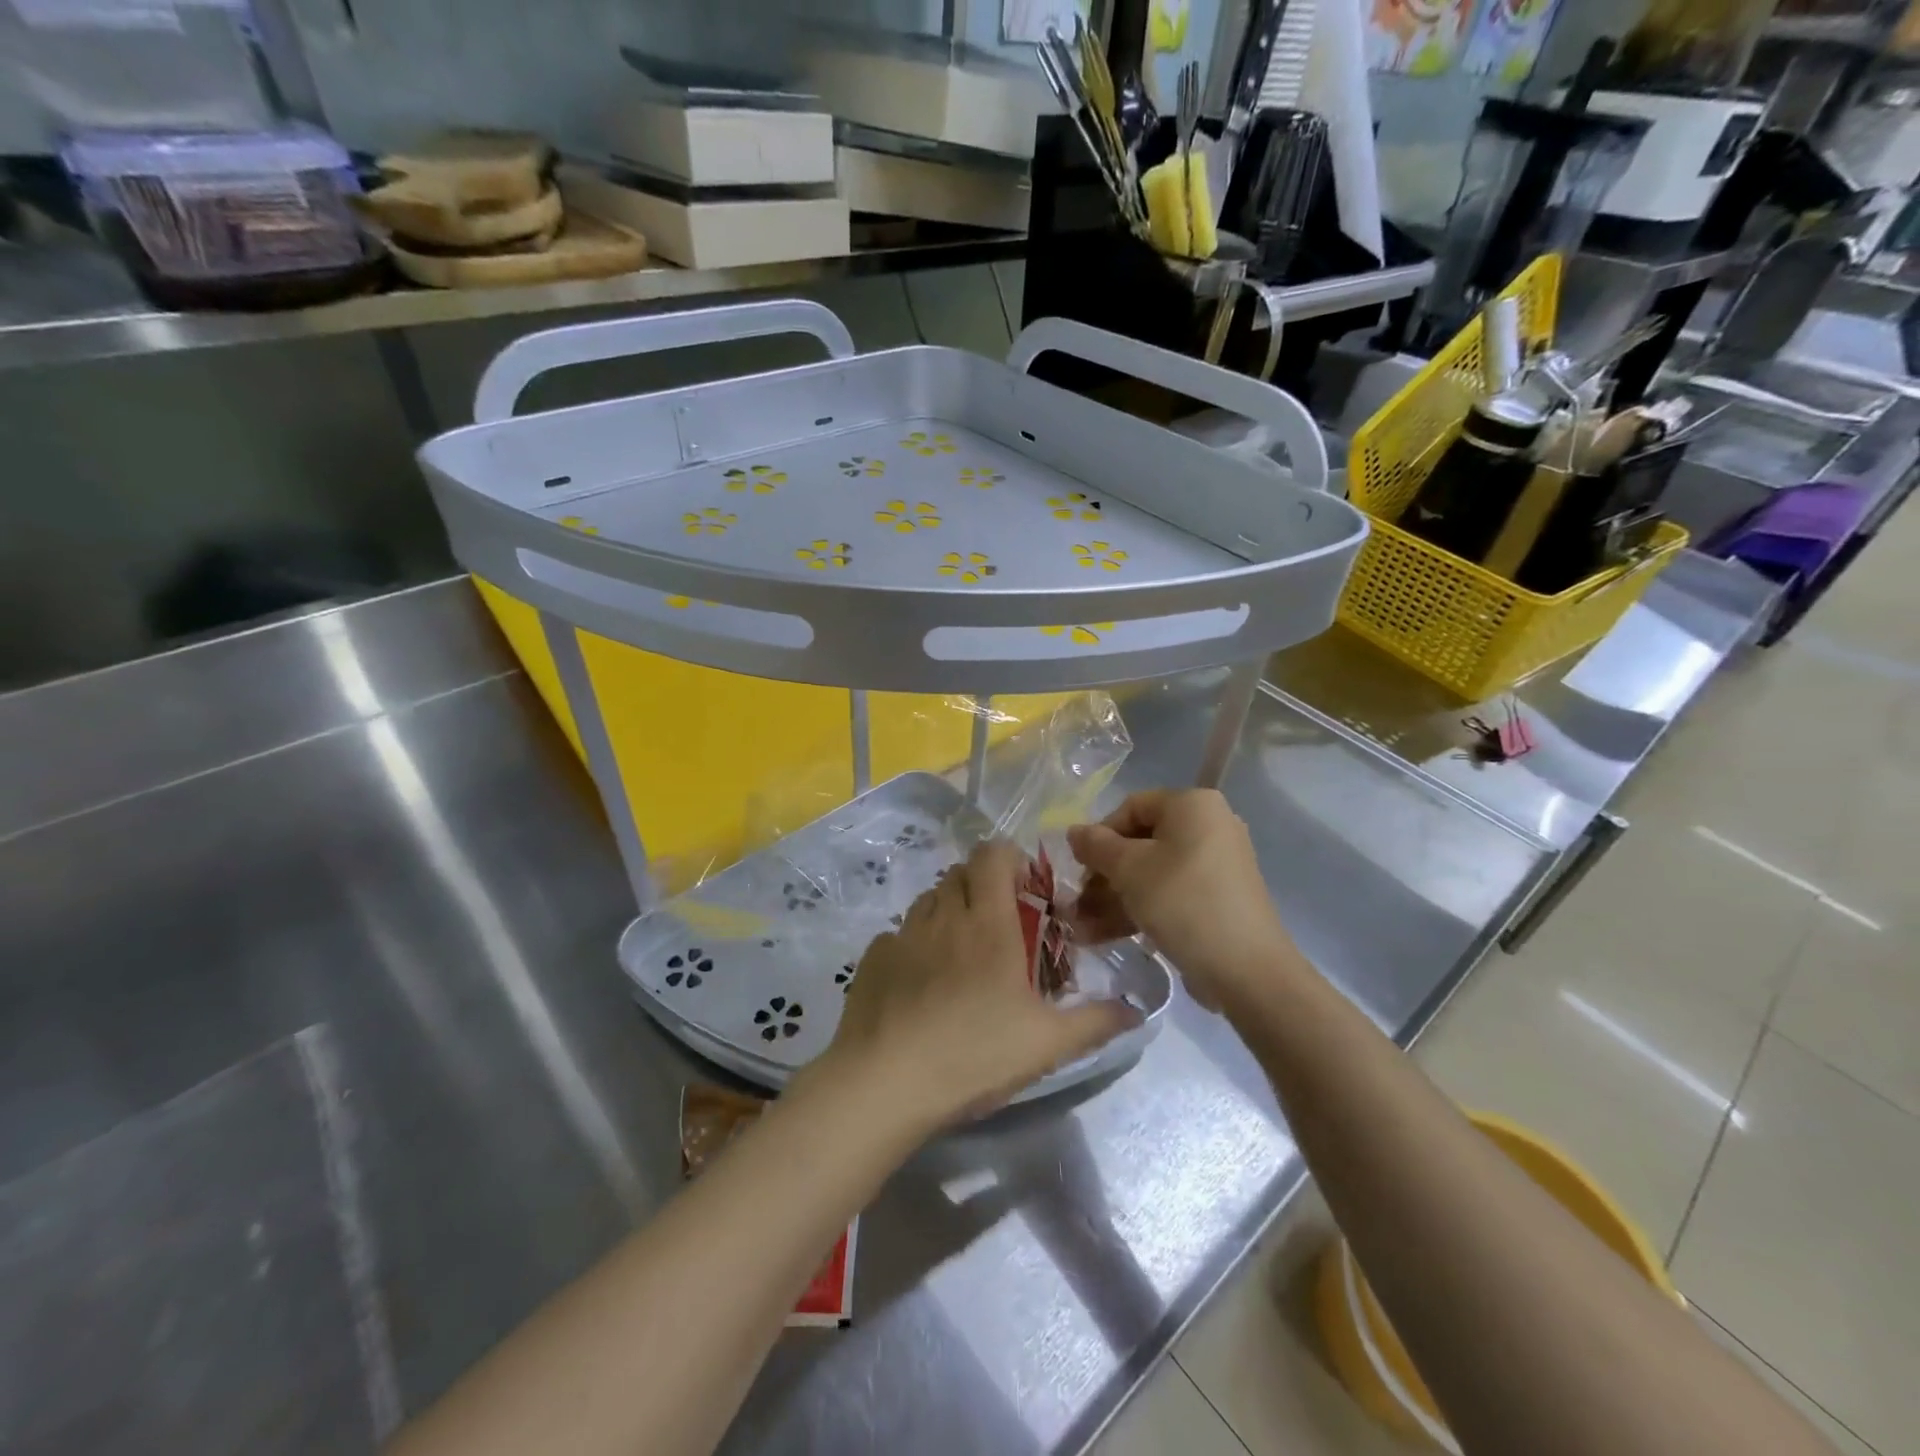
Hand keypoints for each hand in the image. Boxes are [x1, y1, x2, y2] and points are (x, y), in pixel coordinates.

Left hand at [818, 840, 1140, 1128]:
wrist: (885, 1083)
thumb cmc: (974, 1054)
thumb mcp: (1047, 1044)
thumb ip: (1096, 1022)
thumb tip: (1137, 1011)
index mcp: (987, 922)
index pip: (992, 855)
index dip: (1009, 859)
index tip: (1025, 890)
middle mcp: (942, 915)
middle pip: (960, 873)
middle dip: (982, 886)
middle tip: (1001, 927)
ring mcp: (902, 934)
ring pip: (929, 900)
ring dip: (949, 911)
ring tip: (962, 954)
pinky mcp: (873, 957)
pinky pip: (899, 934)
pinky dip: (916, 943)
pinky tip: (922, 983)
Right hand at [1067, 789, 1296, 1010]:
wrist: (1246, 970)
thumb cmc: (1183, 902)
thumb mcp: (1129, 869)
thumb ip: (1096, 846)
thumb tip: (1074, 831)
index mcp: (1193, 805)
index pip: (1132, 807)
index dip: (1099, 835)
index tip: (1080, 868)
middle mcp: (1209, 826)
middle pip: (1141, 842)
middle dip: (1103, 875)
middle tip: (1077, 902)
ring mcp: (1215, 865)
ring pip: (1151, 873)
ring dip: (1113, 898)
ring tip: (1081, 927)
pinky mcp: (1216, 900)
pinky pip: (1169, 894)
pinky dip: (1139, 910)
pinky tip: (1103, 935)